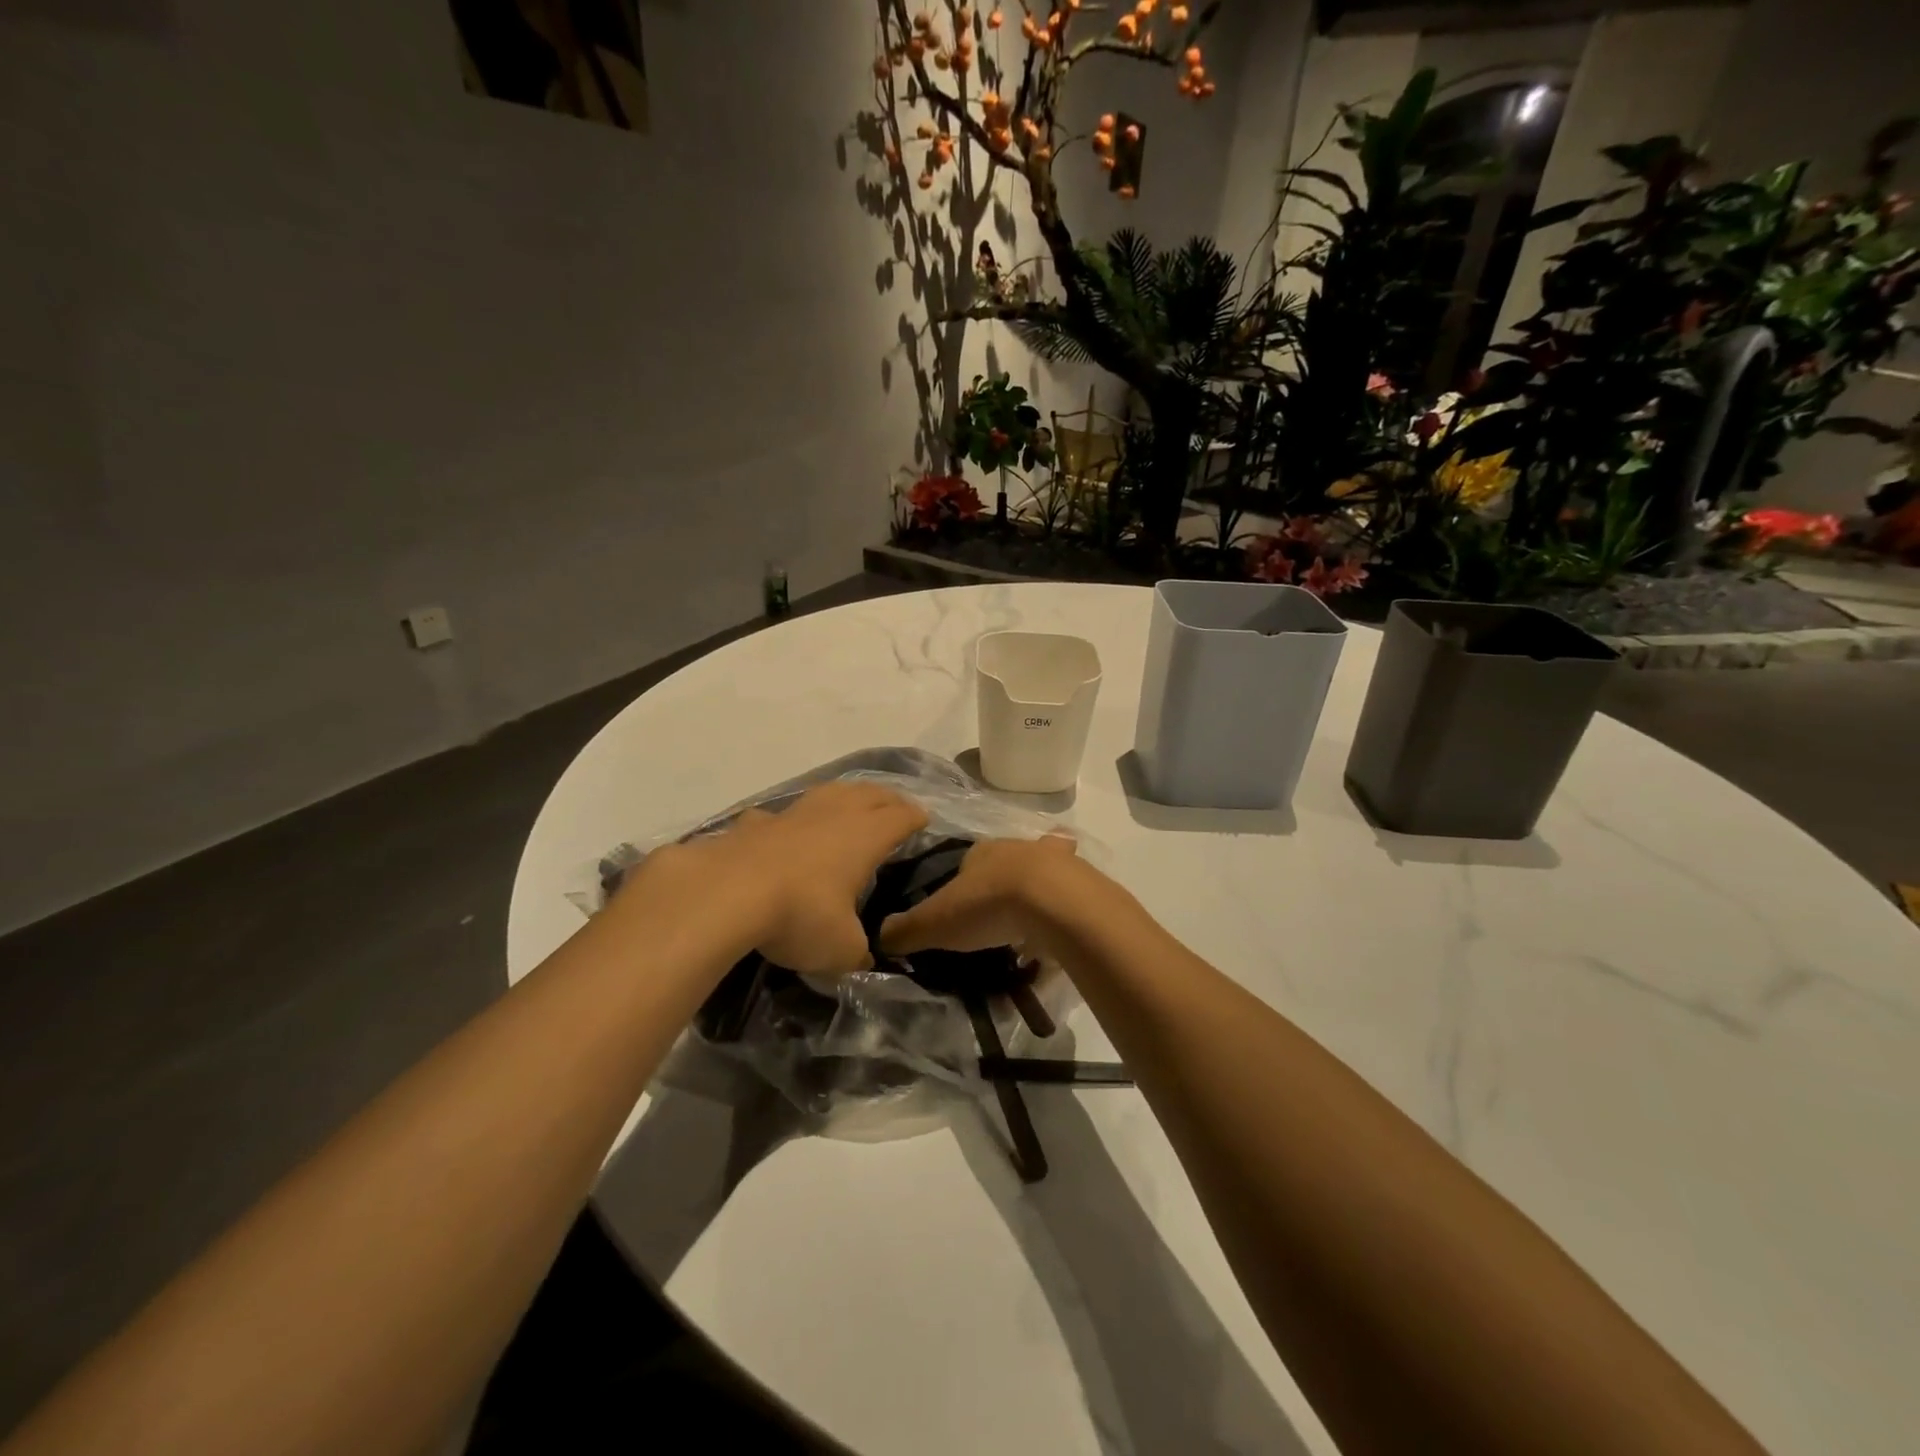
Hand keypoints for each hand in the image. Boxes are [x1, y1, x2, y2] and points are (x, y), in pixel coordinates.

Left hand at [626, 781, 927, 974]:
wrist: (726, 894)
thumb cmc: (800, 915)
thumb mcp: (841, 949)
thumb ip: (859, 951)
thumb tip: (864, 956)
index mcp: (865, 837)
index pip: (901, 817)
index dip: (916, 817)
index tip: (924, 820)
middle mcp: (834, 815)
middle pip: (870, 794)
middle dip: (888, 798)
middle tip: (897, 806)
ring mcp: (792, 815)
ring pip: (828, 792)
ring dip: (845, 795)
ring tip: (850, 803)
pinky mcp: (755, 824)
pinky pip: (779, 816)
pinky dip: (788, 821)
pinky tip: (782, 831)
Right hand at [878, 834, 1085, 957]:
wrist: (1055, 902)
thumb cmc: (989, 904)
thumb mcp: (936, 922)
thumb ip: (907, 930)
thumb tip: (879, 937)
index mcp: (981, 852)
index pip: (965, 863)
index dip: (960, 886)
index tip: (959, 912)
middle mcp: (1017, 848)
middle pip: (1005, 864)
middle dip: (1001, 884)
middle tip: (996, 919)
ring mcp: (1055, 863)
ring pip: (1042, 873)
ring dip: (1037, 893)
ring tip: (1031, 925)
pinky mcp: (1083, 883)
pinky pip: (1071, 895)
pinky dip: (1065, 909)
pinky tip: (1061, 930)